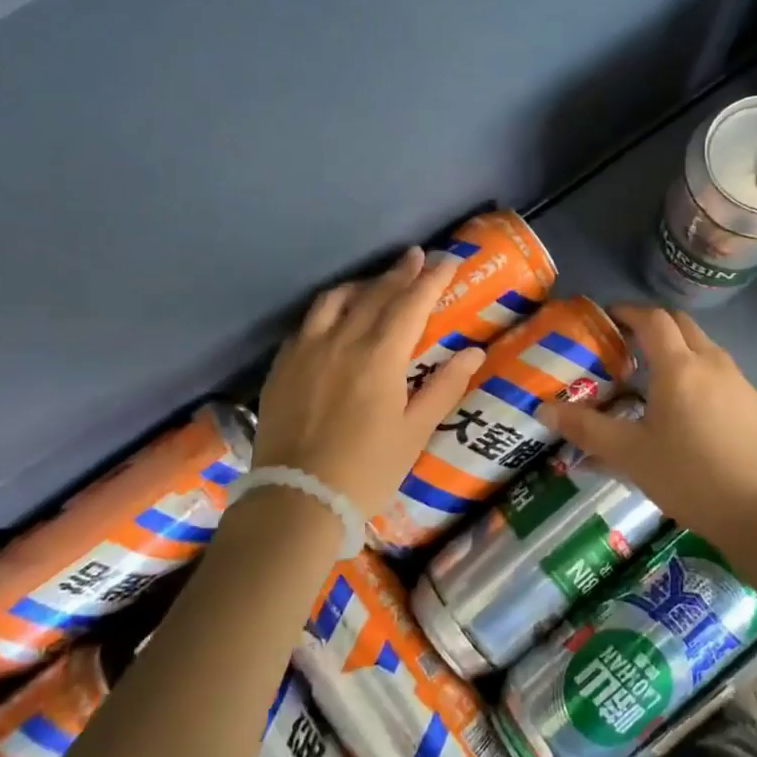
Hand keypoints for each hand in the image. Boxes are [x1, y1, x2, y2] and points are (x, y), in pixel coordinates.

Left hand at [250, 248, 486, 517]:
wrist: (297, 499)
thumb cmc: (367, 470)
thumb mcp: (414, 432)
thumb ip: (444, 386)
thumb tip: (473, 352)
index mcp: (379, 355)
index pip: (412, 303)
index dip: (432, 279)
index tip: (449, 259)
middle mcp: (342, 340)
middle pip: (376, 294)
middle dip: (400, 272)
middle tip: (417, 256)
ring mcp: (306, 349)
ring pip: (336, 300)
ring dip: (362, 284)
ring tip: (377, 283)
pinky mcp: (283, 365)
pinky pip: (308, 322)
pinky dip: (330, 309)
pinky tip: (335, 318)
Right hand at [538, 305, 756, 551]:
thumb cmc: (689, 478)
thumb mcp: (630, 455)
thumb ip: (586, 429)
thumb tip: (544, 409)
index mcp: (679, 367)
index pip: (653, 319)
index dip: (629, 312)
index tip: (609, 317)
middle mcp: (713, 364)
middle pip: (682, 325)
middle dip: (654, 325)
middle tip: (629, 345)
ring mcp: (742, 384)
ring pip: (706, 349)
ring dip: (680, 350)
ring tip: (657, 380)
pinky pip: (724, 375)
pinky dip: (701, 376)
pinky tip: (693, 414)